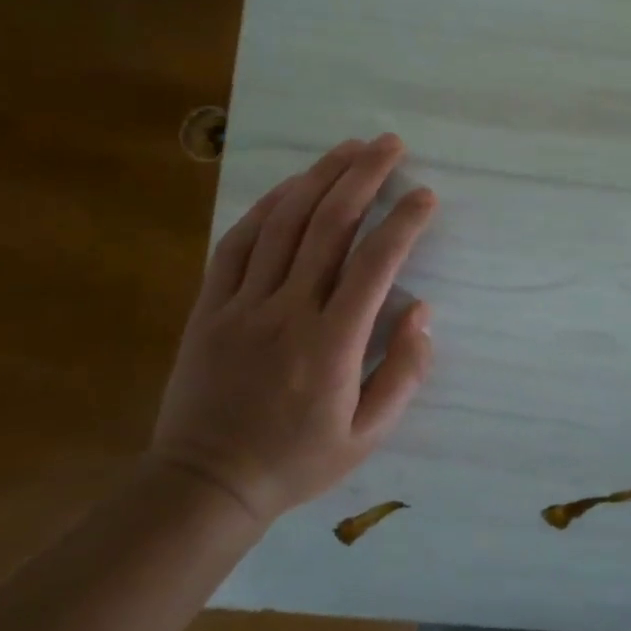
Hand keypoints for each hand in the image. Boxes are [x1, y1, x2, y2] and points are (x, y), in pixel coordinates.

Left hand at [149, 136, 436, 525]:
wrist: (205, 485)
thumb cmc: (296, 461)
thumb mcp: (368, 435)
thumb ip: (404, 372)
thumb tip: (420, 309)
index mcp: (332, 344)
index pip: (376, 264)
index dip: (404, 222)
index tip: (426, 195)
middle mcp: (288, 311)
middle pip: (329, 225)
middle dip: (364, 176)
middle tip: (389, 144)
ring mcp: (243, 305)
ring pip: (284, 223)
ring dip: (320, 177)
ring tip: (349, 147)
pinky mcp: (210, 307)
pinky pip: (238, 243)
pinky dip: (267, 207)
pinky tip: (292, 185)